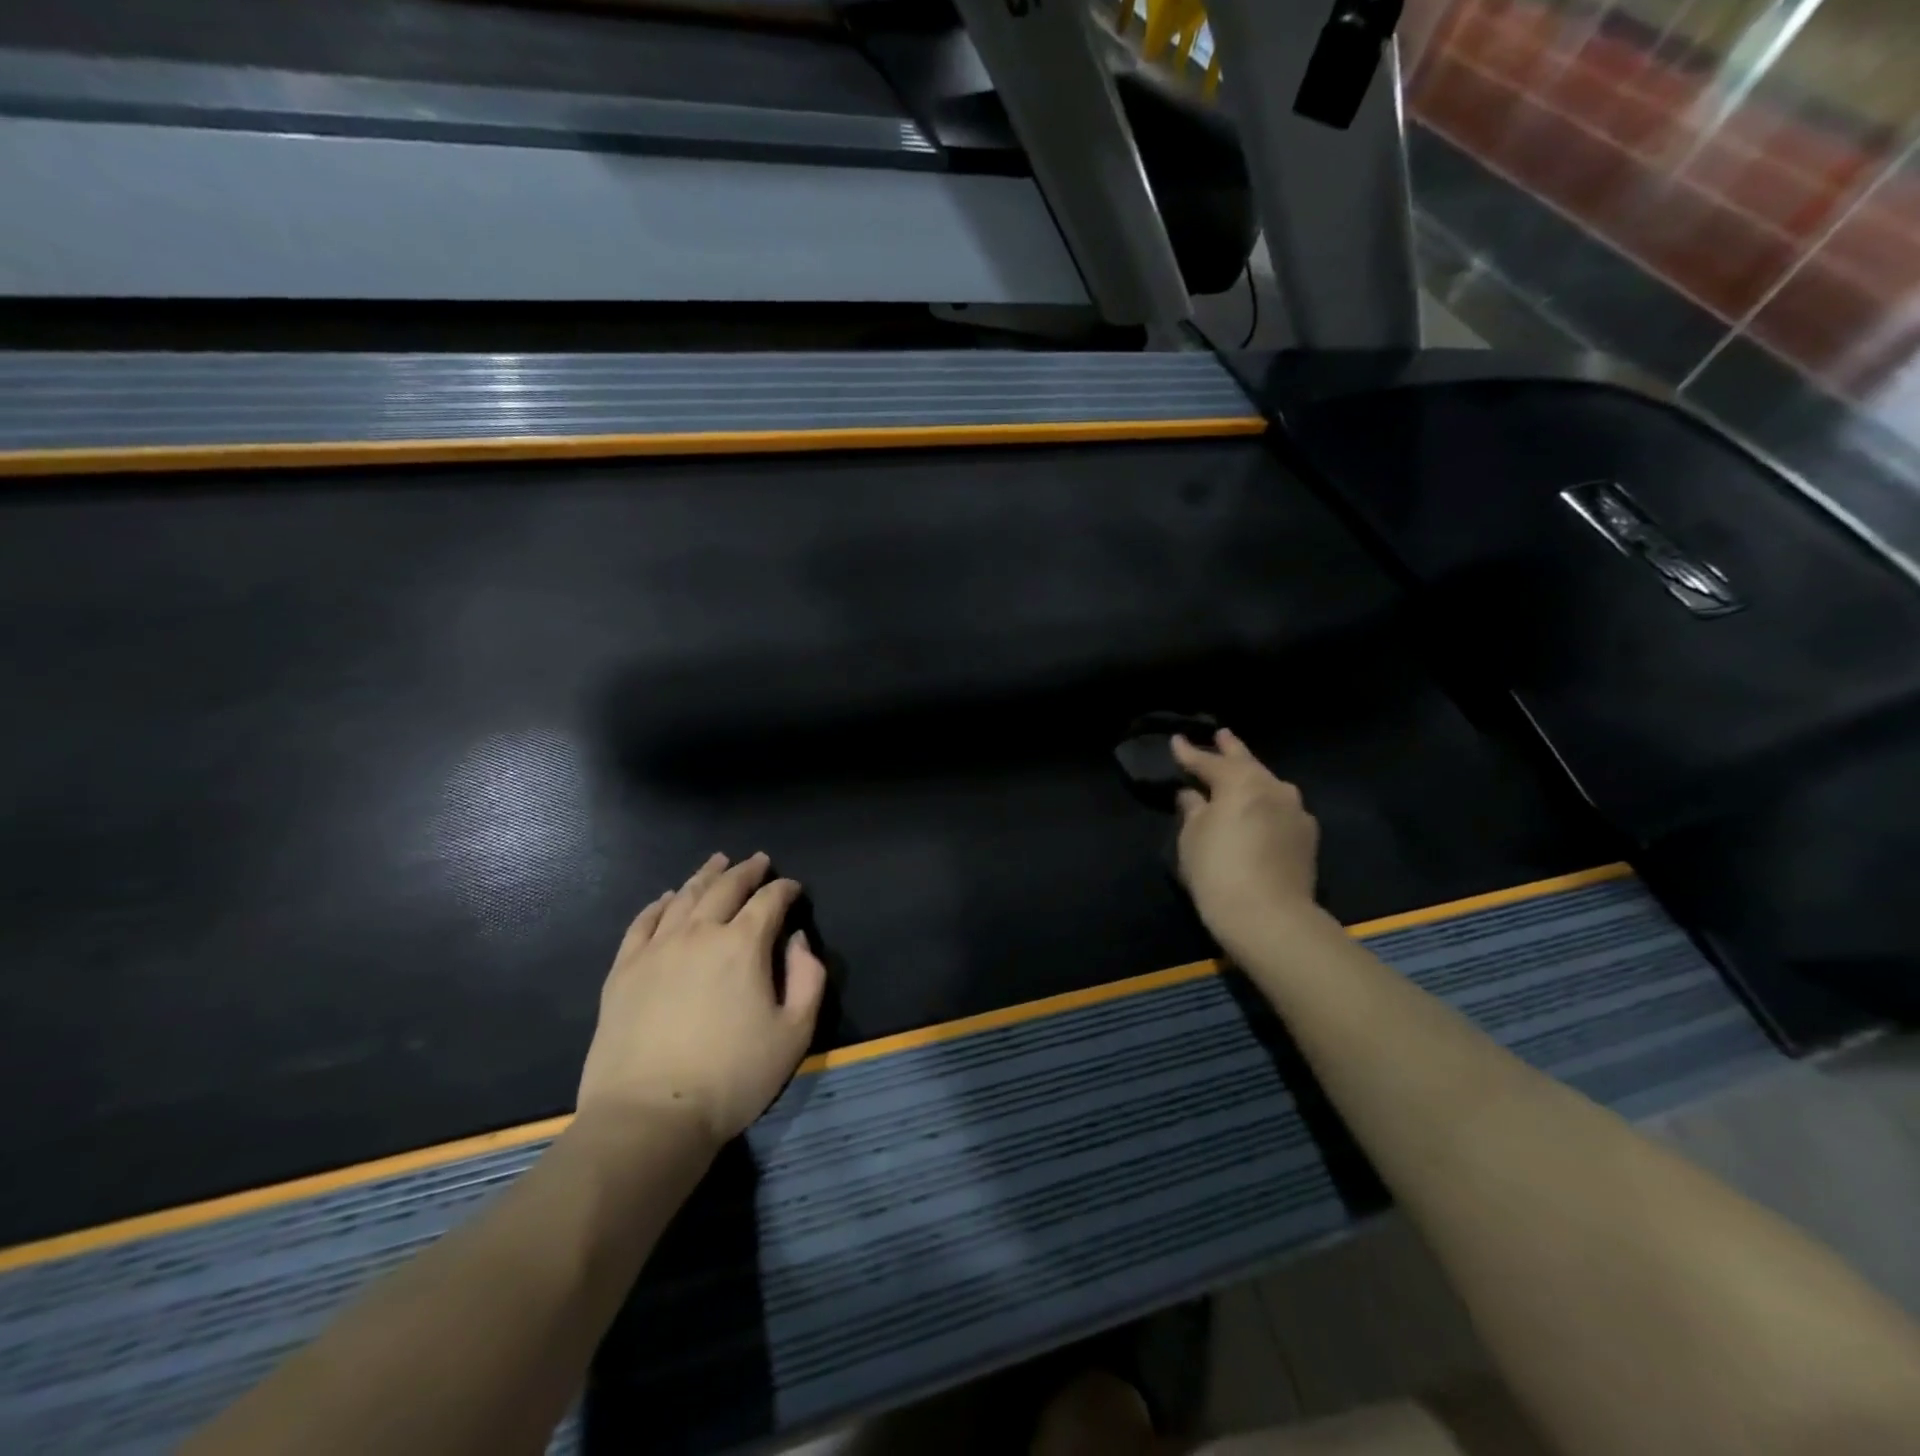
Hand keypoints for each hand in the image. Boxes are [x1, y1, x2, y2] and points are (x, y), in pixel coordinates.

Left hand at [577, 852, 827, 1149]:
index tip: (794, 889)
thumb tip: (797, 940)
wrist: (650, 1117)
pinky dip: (659, 904)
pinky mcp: (624, 971)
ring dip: (705, 876)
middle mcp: (699, 933)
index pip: (769, 901)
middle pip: (725, 888)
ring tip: (717, 862)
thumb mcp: (794, 1033)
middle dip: (746, 871)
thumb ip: (808, 978)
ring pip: (684, 897)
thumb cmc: (732, 1078)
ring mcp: (656, 949)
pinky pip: (643, 923)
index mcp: (743, 945)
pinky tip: (667, 898)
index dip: (785, 889)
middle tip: (758, 860)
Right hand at [1171, 729, 1320, 953]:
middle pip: (1247, 763)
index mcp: (1240, 782)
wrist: (1269, 917)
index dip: (1189, 753)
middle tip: (1221, 734)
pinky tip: (1261, 808)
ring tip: (1241, 770)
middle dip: (1231, 749)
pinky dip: (1267, 802)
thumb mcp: (1192, 837)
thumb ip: (1192, 808)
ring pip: (1269, 784)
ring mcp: (1296, 811)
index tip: (1176, 741)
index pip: (1209, 761)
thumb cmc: (1218, 871)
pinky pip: (1282, 808)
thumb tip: (1193, 795)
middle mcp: (1273, 788)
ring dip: (1252, 775)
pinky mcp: (1307, 836)